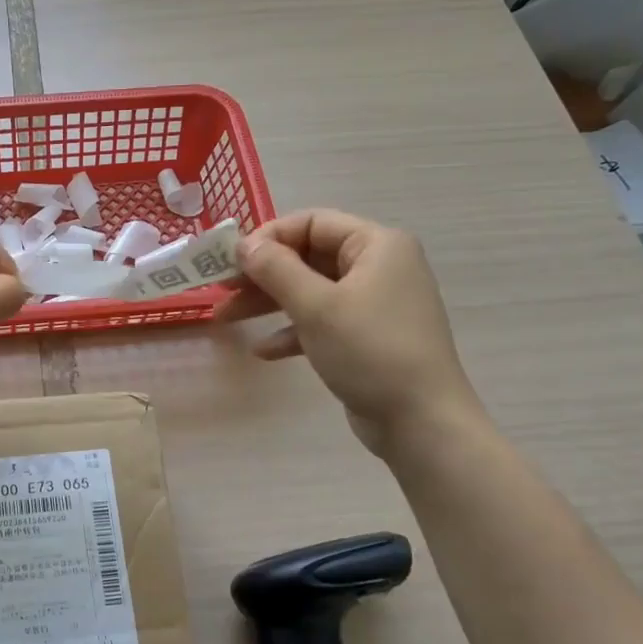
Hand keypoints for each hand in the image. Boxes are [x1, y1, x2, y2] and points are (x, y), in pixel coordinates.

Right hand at [218, 209, 483, 451]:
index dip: (268, 237)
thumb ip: (276, 269)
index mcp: (377, 245)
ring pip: (310, 290)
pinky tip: (264, 351)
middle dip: (262, 274)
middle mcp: (379, 266)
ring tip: (226, 318)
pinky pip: (322, 321)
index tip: (231, 261)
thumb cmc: (369, 351)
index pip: (312, 223)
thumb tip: (244, 244)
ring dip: (268, 303)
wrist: (420, 421)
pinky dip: (292, 331)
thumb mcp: (316, 306)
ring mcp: (374, 303)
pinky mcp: (367, 336)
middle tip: (222, 290)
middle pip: (308, 256)